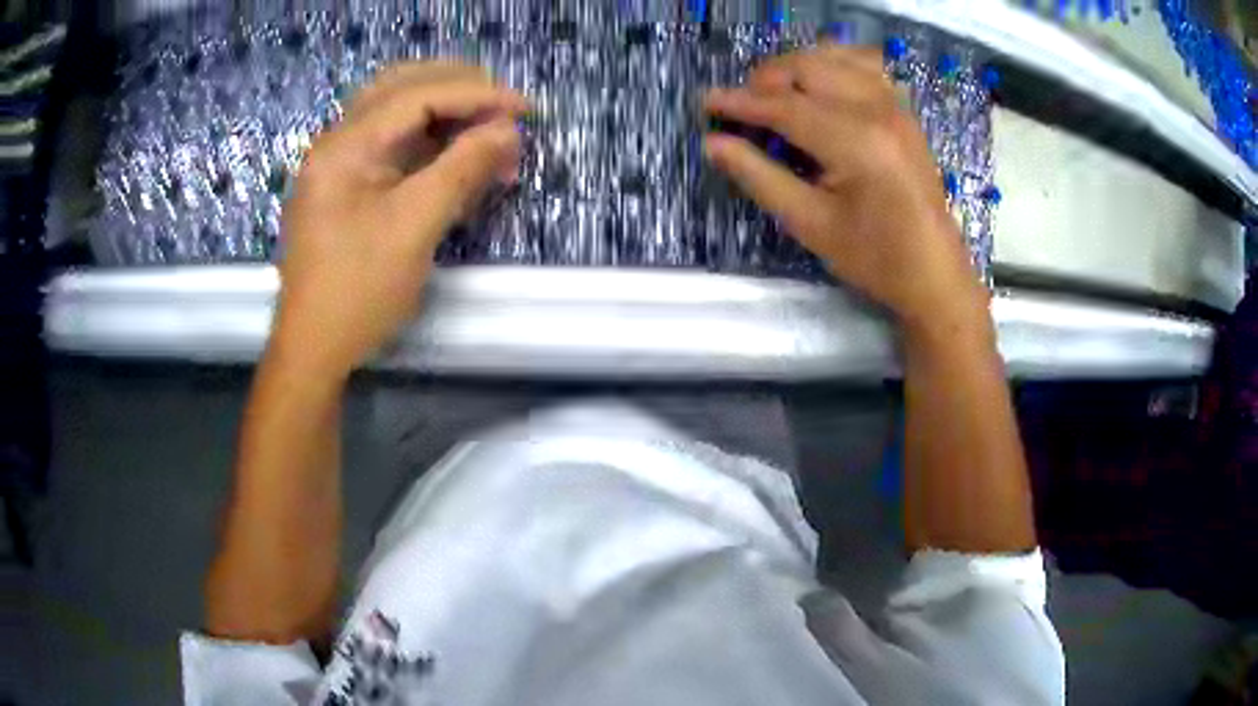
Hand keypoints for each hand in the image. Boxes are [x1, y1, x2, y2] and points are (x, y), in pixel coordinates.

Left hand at [271, 62, 527, 377]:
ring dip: (447, 113)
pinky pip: (393, 144)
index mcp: (345, 145)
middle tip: (507, 111)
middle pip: (404, 87)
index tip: (526, 110)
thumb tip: (507, 129)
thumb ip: (462, 168)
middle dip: (460, 91)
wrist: (313, 349)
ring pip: (398, 112)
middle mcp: (337, 141)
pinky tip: (458, 156)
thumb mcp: (414, 227)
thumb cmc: (357, 292)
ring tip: (489, 131)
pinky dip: (430, 141)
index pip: (418, 94)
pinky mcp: (347, 185)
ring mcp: (339, 163)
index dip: (477, 94)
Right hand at [703, 46, 986, 330]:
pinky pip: (865, 64)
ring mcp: (895, 107)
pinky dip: (834, 63)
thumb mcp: (810, 224)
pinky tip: (820, 83)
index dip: (741, 102)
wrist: (935, 273)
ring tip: (775, 93)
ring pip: (835, 57)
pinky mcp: (904, 111)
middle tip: (742, 106)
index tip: (706, 101)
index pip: (785, 107)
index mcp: (856, 143)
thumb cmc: (874, 258)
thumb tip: (713, 144)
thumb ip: (759, 177)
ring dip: (796, 66)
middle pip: (808, 68)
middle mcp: (878, 111)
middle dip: (767, 79)